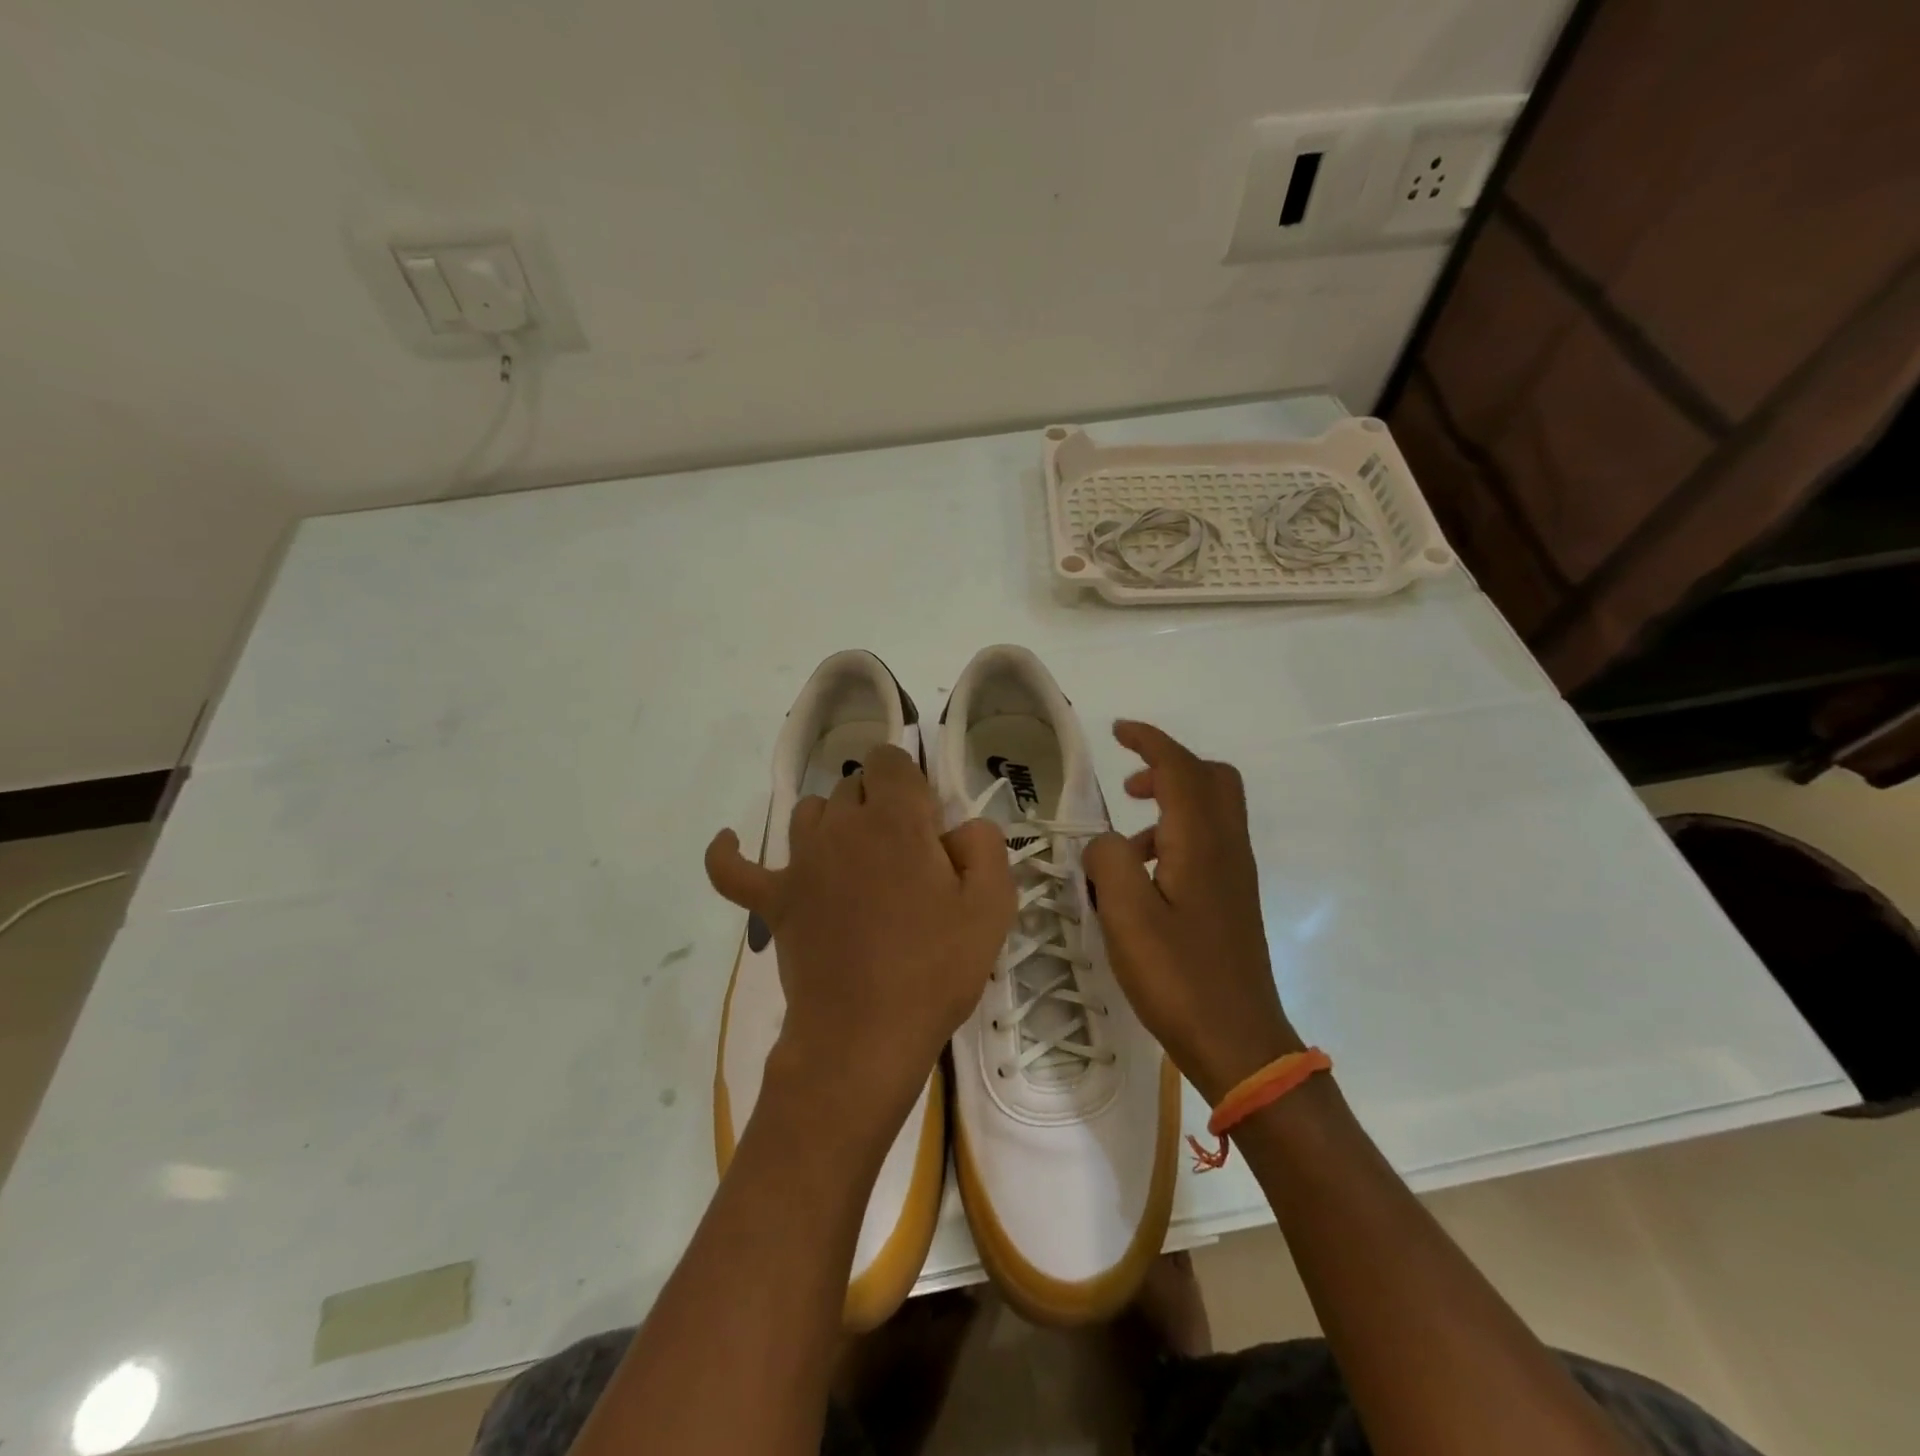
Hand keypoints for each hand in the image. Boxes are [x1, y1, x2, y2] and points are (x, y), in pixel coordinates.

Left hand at [705, 745, 1015, 1135]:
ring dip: (834, 822)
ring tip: (857, 859)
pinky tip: (731, 842)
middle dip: (880, 804)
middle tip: (905, 857)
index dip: (910, 781)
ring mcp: (799, 863)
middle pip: (853, 785)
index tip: (928, 826)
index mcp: (895, 819)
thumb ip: (985, 845)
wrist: (865, 1037)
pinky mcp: (772, 901)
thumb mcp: (992, 906)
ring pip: (809, 812)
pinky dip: (729, 852)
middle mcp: (841, 826)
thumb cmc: (935, 969)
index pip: (890, 760)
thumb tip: (960, 829)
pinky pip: (734, 867)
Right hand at [1083, 721, 1302, 1104]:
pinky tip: (1145, 880)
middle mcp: (1226, 848)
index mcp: (1201, 844)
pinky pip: (1208, 843)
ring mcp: (1235, 875)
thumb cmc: (1179, 979)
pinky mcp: (1232, 900)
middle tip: (1128, 783)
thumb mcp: (1127, 917)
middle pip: (1211, 779)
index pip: (1181, 769)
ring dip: (1170, 804)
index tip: (1118, 731)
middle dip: (1169, 766)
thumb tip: (1107, 842)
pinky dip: (1176, 837)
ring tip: (1125, 843)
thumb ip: (1109, 862)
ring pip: (1211, 811)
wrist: (1240, 1043)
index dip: (1150, 742)